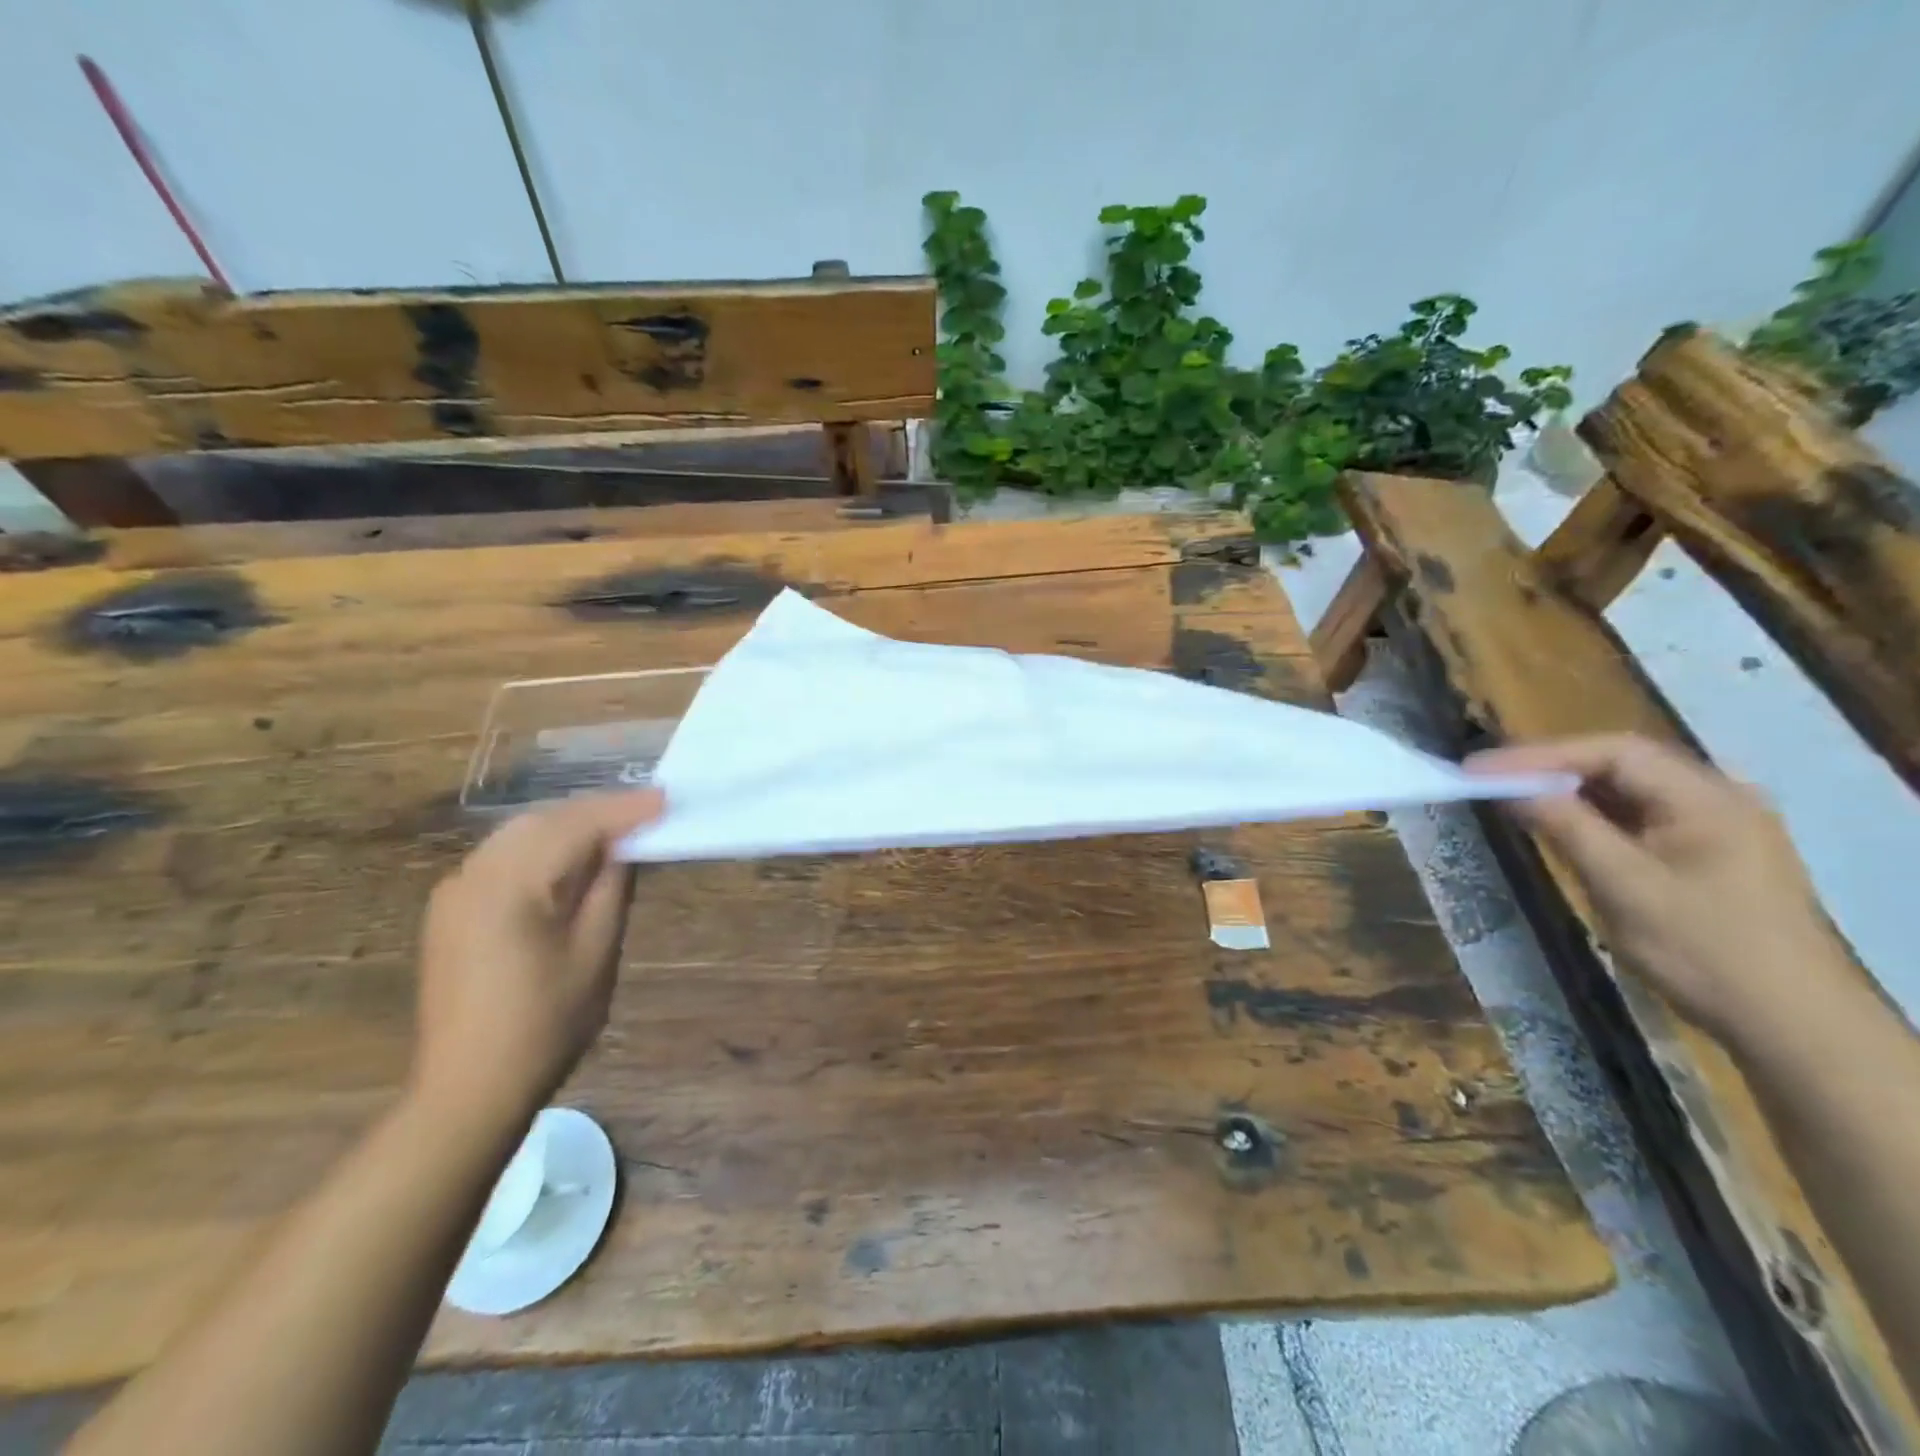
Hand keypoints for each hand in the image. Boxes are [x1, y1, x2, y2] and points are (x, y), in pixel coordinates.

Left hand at [412, 790, 664, 1126]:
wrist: (468, 1089)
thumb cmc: (545, 1024)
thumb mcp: (595, 952)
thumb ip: (611, 887)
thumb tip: (625, 846)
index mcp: (509, 884)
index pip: (576, 826)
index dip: (625, 810)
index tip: (667, 800)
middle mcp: (473, 875)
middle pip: (544, 820)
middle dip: (598, 811)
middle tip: (648, 812)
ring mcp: (455, 892)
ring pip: (520, 835)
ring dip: (570, 826)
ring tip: (618, 830)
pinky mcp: (451, 911)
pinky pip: (504, 858)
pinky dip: (544, 848)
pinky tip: (572, 860)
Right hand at [1469, 734, 1841, 1045]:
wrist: (1792, 1024)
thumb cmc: (1704, 950)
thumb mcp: (1623, 885)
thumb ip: (1566, 826)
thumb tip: (1510, 788)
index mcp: (1708, 798)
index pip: (1612, 753)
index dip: (1539, 755)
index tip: (1480, 769)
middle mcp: (1718, 798)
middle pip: (1620, 764)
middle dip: (1550, 768)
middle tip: (1488, 778)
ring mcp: (1717, 825)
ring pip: (1628, 790)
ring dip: (1569, 790)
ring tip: (1511, 796)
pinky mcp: (1708, 852)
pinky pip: (1640, 816)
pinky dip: (1594, 814)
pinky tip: (1561, 823)